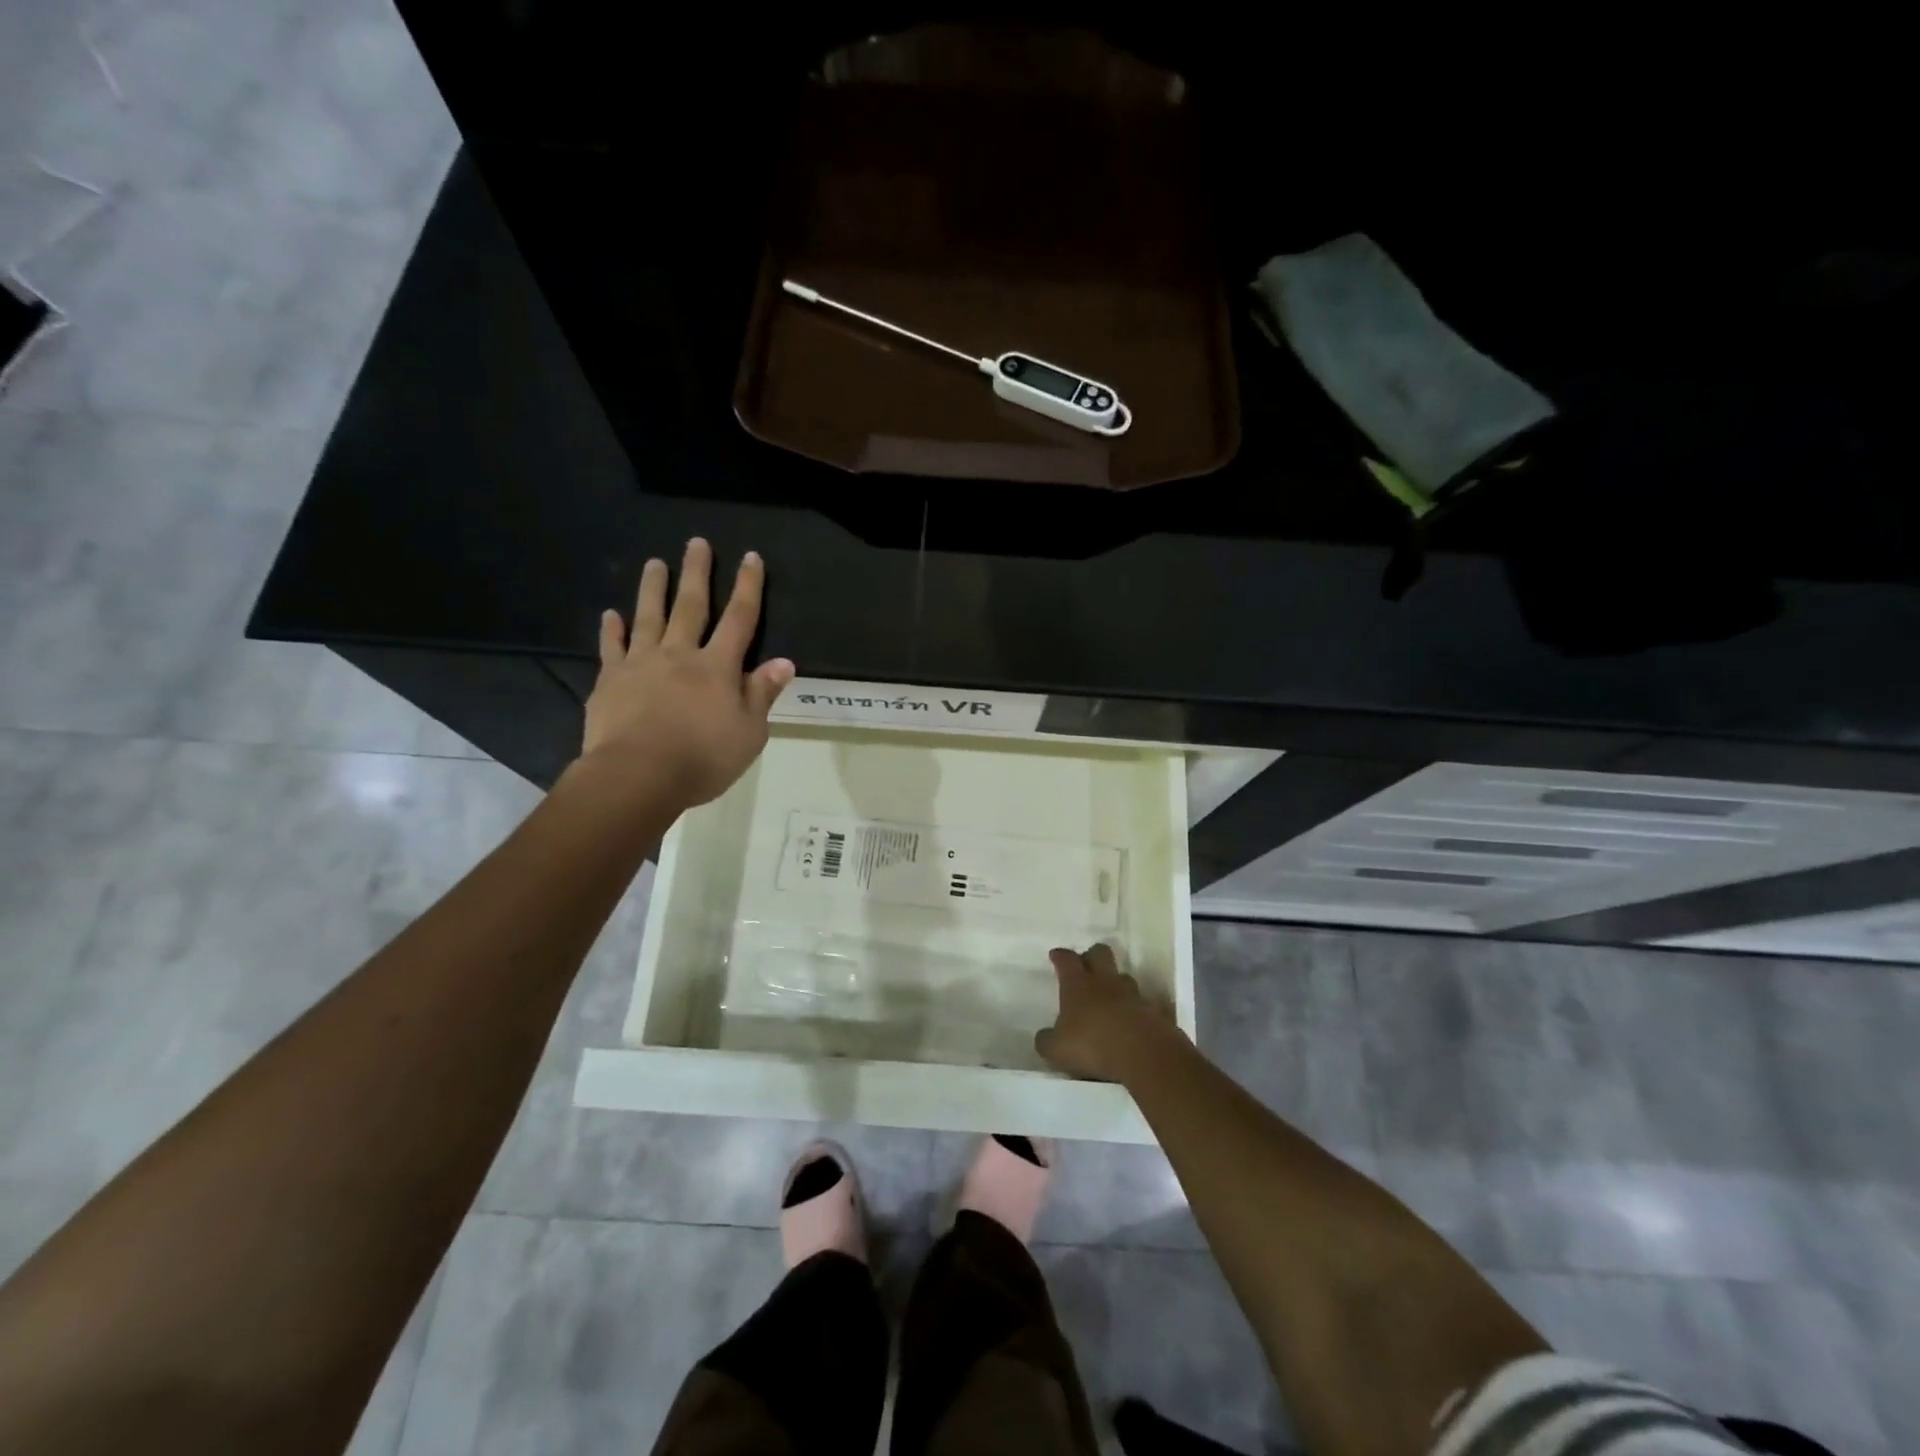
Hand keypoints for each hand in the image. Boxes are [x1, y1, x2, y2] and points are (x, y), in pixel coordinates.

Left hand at [581, 538, 794, 808]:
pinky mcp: (610, 681)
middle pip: (691, 606)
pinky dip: (611, 630)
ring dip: (653, 588)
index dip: (748, 587)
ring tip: (654, 563)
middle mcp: (680, 655)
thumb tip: (784, 662)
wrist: (637, 776)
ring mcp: (641, 664)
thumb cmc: (703, 758)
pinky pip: (612, 648)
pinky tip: (611, 614)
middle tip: (696, 542)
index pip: (740, 619)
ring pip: (649, 617)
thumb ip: (762, 694)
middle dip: (697, 573)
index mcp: (718, 667)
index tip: (751, 558)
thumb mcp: (749, 733)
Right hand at [1034, 943, 1182, 1082]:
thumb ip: (1047, 1041)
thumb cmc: (1092, 1046)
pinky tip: (1135, 1020)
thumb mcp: (1057, 1050)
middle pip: (1100, 953)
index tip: (1056, 955)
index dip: (1060, 956)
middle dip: (1092, 955)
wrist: (1143, 1055)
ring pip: (1124, 977)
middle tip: (1085, 966)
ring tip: (1111, 997)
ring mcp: (1134, 994)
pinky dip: (1138, 1009)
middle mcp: (1106, 982)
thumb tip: (1044, 1036)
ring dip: (1116, 983)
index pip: (1067, 960)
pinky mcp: (1155, 1011)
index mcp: (1078, 985)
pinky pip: (1145, 1004)